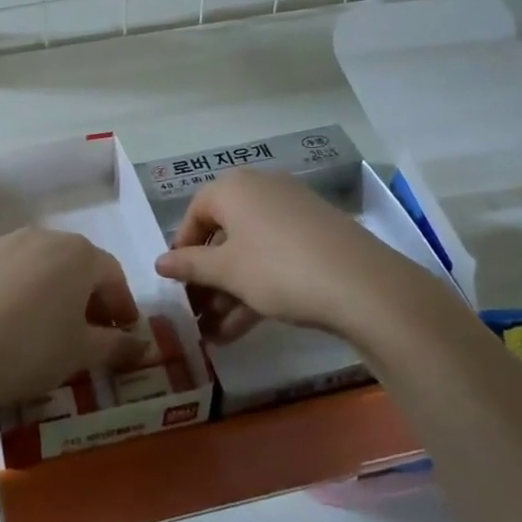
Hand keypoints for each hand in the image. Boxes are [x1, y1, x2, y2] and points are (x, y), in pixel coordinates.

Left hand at [0, 228, 143, 420]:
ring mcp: (5, 243)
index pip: (112, 275)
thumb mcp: (81, 353)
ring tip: (48, 328)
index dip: (122, 305)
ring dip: (54, 291)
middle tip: (89, 332)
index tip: (123, 332)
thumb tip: (143, 345)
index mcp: (78, 254)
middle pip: (77, 264)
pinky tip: (11, 322)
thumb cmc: (31, 350)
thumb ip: (116, 345)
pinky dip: (20, 291)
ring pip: (42, 265)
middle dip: (88, 296)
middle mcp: (44, 237)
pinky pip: (10, 271)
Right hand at [154, 170, 435, 342]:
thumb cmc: (278, 268)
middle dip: (207, 276)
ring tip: (216, 333)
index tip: (176, 281)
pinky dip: (257, 285)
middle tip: (196, 311)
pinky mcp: (316, 234)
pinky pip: (274, 256)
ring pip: (249, 249)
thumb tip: (159, 262)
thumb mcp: (227, 272)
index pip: (195, 212)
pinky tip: (244, 327)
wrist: (362, 284)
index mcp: (234, 188)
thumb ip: (189, 265)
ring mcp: (292, 211)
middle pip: (223, 232)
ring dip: (230, 289)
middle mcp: (261, 189)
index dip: (182, 248)